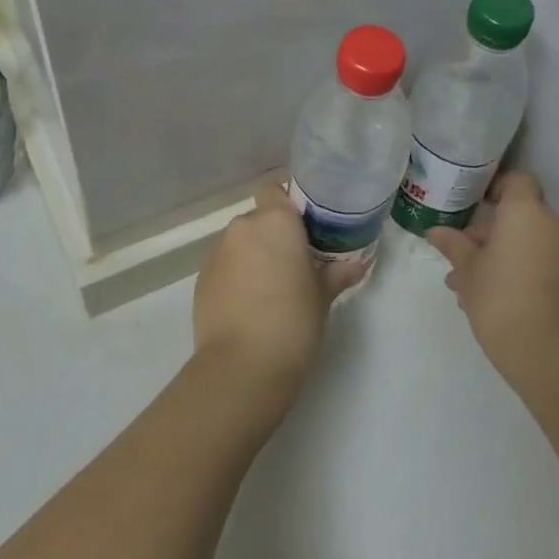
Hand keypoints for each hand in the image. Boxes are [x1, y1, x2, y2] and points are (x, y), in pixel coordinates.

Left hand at [192, 184, 357, 397]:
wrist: (242, 367)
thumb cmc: (293, 322)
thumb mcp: (322, 297)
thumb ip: (337, 273)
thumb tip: (358, 264)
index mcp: (275, 222)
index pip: (275, 190)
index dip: (288, 205)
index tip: (304, 229)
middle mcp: (242, 227)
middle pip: (259, 219)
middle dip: (274, 237)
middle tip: (295, 265)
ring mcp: (217, 253)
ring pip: (240, 243)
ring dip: (254, 257)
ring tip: (272, 291)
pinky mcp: (200, 279)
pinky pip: (225, 266)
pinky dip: (236, 277)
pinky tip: (250, 307)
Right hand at [427, 172, 558, 384]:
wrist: (544, 353)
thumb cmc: (498, 299)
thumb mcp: (467, 270)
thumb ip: (453, 245)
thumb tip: (435, 232)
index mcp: (526, 213)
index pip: (517, 181)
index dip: (496, 187)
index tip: (474, 203)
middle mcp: (554, 225)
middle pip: (522, 213)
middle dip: (492, 228)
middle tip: (463, 251)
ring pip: (531, 239)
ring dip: (505, 250)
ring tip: (471, 279)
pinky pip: (543, 259)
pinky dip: (523, 265)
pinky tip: (494, 292)